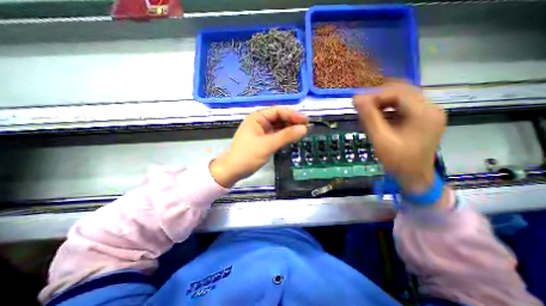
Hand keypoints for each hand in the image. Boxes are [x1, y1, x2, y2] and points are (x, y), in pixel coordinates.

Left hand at [211, 107, 308, 186]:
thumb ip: (286, 136)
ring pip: (279, 126)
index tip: (305, 121)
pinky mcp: (263, 139)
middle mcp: (260, 122)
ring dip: (290, 128)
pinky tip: (293, 137)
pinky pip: (276, 134)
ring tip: (302, 132)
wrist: (234, 170)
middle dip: (292, 121)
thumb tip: (304, 128)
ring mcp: (262, 131)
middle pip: (279, 117)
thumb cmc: (248, 155)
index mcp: (257, 118)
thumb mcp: (268, 145)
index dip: (292, 114)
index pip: (278, 111)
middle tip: (306, 127)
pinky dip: (285, 135)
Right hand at [355, 82, 447, 192]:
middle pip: (403, 91)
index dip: (376, 94)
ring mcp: (428, 114)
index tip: (358, 101)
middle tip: (362, 103)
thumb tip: (357, 99)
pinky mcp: (423, 119)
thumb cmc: (397, 161)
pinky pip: (404, 106)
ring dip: (384, 101)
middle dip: (380, 95)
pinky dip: (389, 107)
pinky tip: (378, 114)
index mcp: (424, 114)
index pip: (399, 93)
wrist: (414, 177)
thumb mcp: (380, 139)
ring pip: (403, 97)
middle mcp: (431, 109)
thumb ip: (369, 117)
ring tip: (367, 108)